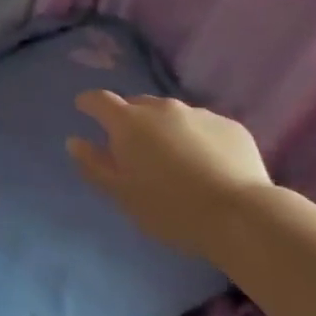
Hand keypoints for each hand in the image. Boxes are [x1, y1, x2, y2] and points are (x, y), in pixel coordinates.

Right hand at [66, 91, 272, 258]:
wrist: (240, 215)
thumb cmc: (170, 208)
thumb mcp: (122, 195)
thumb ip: (94, 165)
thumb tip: (75, 141)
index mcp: (129, 123)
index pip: (100, 100)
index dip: (89, 103)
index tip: (83, 107)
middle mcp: (163, 108)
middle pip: (138, 105)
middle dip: (130, 120)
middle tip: (132, 147)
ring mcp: (200, 114)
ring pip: (172, 115)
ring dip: (165, 130)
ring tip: (173, 160)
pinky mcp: (231, 126)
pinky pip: (204, 127)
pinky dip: (197, 139)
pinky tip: (206, 166)